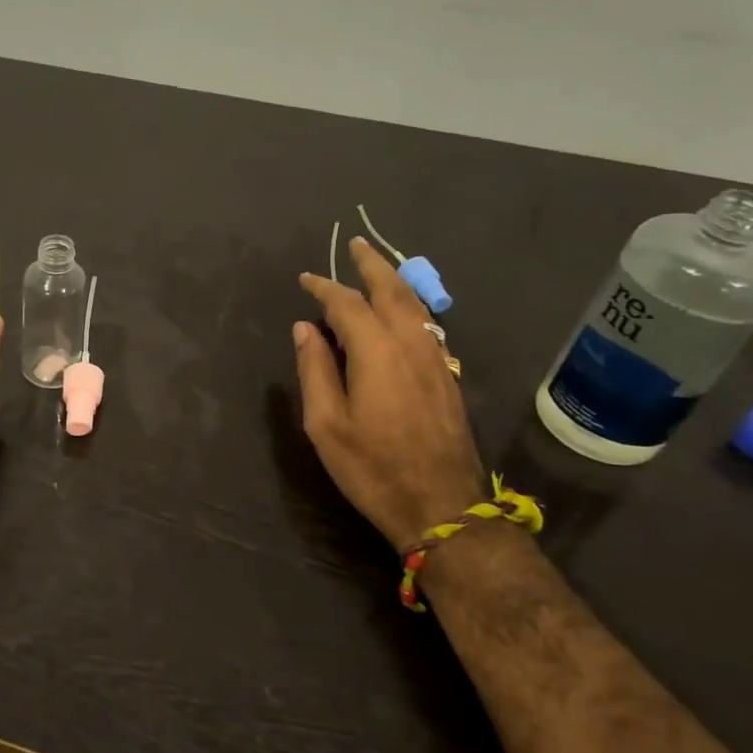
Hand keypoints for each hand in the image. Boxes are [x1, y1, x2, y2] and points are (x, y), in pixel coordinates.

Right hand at [294, 237, 484, 551]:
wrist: (442, 508)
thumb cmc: (373, 468)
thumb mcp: (326, 424)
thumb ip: (315, 369)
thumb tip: (306, 328)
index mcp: (377, 352)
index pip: (347, 304)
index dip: (325, 287)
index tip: (306, 279)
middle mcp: (411, 345)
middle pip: (393, 291)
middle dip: (372, 265)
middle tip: (355, 245)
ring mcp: (436, 360)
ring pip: (417, 306)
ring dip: (395, 281)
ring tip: (378, 269)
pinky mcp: (447, 378)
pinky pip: (428, 325)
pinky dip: (410, 305)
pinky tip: (402, 312)